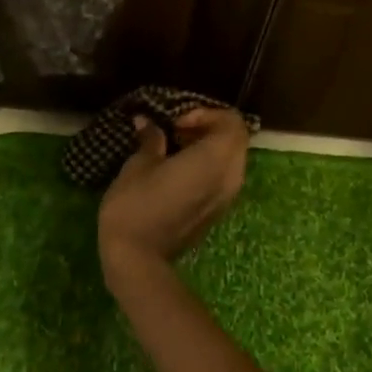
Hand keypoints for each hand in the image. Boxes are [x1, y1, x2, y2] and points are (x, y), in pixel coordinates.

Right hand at [98, 108, 250, 277]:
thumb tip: (147, 122)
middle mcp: (231, 176)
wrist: (137, 258)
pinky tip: (178, 171)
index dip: (205, 113)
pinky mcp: (218, 212)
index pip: (231, 121)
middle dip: (209, 128)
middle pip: (235, 139)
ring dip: (209, 147)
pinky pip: (223, 178)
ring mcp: (227, 197)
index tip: (176, 122)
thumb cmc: (135, 205)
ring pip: (231, 159)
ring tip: (175, 149)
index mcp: (215, 159)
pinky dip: (208, 166)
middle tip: (175, 131)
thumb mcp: (139, 165)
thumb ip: (151, 140)